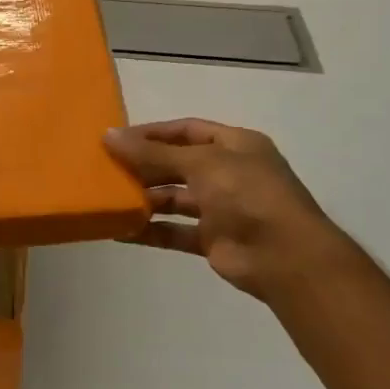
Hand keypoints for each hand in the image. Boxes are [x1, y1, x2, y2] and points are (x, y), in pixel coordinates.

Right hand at [105, 119, 354, 299]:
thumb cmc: (247, 195)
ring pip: (173, 198)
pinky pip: (174, 231)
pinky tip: (119, 231)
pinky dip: (149, 230)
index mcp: (234, 145)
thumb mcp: (200, 163)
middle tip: (104, 169)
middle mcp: (228, 173)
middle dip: (143, 166)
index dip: (152, 133)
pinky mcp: (213, 239)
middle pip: (176, 164)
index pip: (186, 130)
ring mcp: (221, 208)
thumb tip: (109, 136)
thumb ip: (153, 153)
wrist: (285, 258)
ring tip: (108, 200)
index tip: (115, 139)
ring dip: (143, 199)